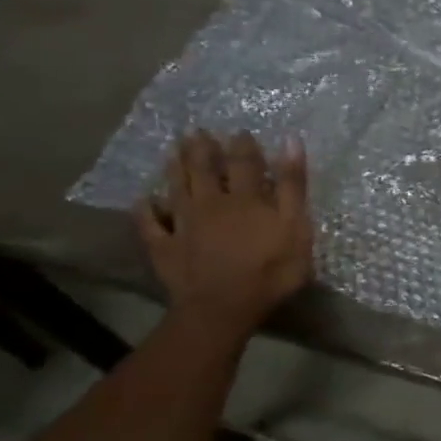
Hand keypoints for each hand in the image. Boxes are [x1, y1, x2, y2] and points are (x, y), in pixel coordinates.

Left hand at [135, 131, 312, 334]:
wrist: (223, 308)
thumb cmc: (270, 270)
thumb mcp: (296, 227)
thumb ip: (292, 186)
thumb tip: (289, 140)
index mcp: (246, 198)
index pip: (245, 163)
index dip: (244, 146)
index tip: (241, 132)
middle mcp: (211, 203)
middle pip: (205, 170)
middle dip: (202, 150)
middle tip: (196, 132)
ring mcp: (184, 225)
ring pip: (177, 189)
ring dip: (175, 168)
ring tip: (172, 151)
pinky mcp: (165, 248)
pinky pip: (151, 224)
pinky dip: (146, 210)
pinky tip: (143, 200)